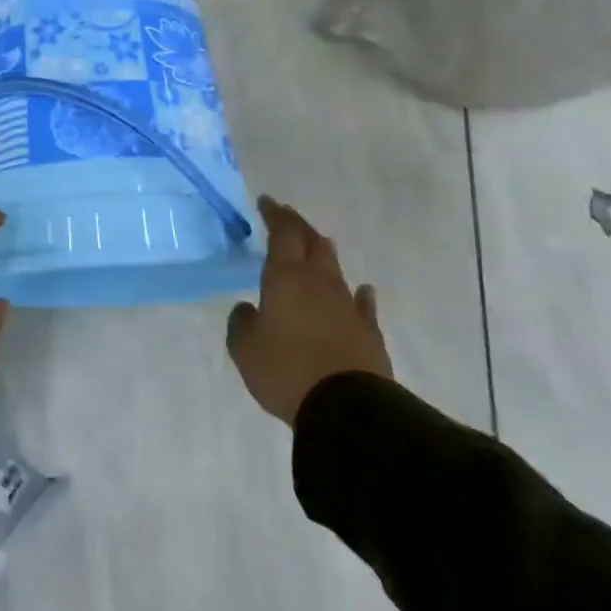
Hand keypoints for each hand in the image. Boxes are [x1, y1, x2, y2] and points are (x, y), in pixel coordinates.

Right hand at [227, 196, 391, 425]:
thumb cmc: (285, 370)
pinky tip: (360, 291)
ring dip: (324, 253)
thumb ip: (241, 321)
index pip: (282, 234)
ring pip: (335, 269)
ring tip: (318, 244)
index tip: (266, 201)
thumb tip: (248, 308)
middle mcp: (319, 282)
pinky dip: (356, 293)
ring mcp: (348, 306)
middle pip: (312, 243)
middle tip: (287, 216)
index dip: (275, 215)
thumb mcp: (244, 347)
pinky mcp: (368, 332)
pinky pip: (361, 303)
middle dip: (299, 226)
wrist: (347, 409)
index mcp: (286, 278)